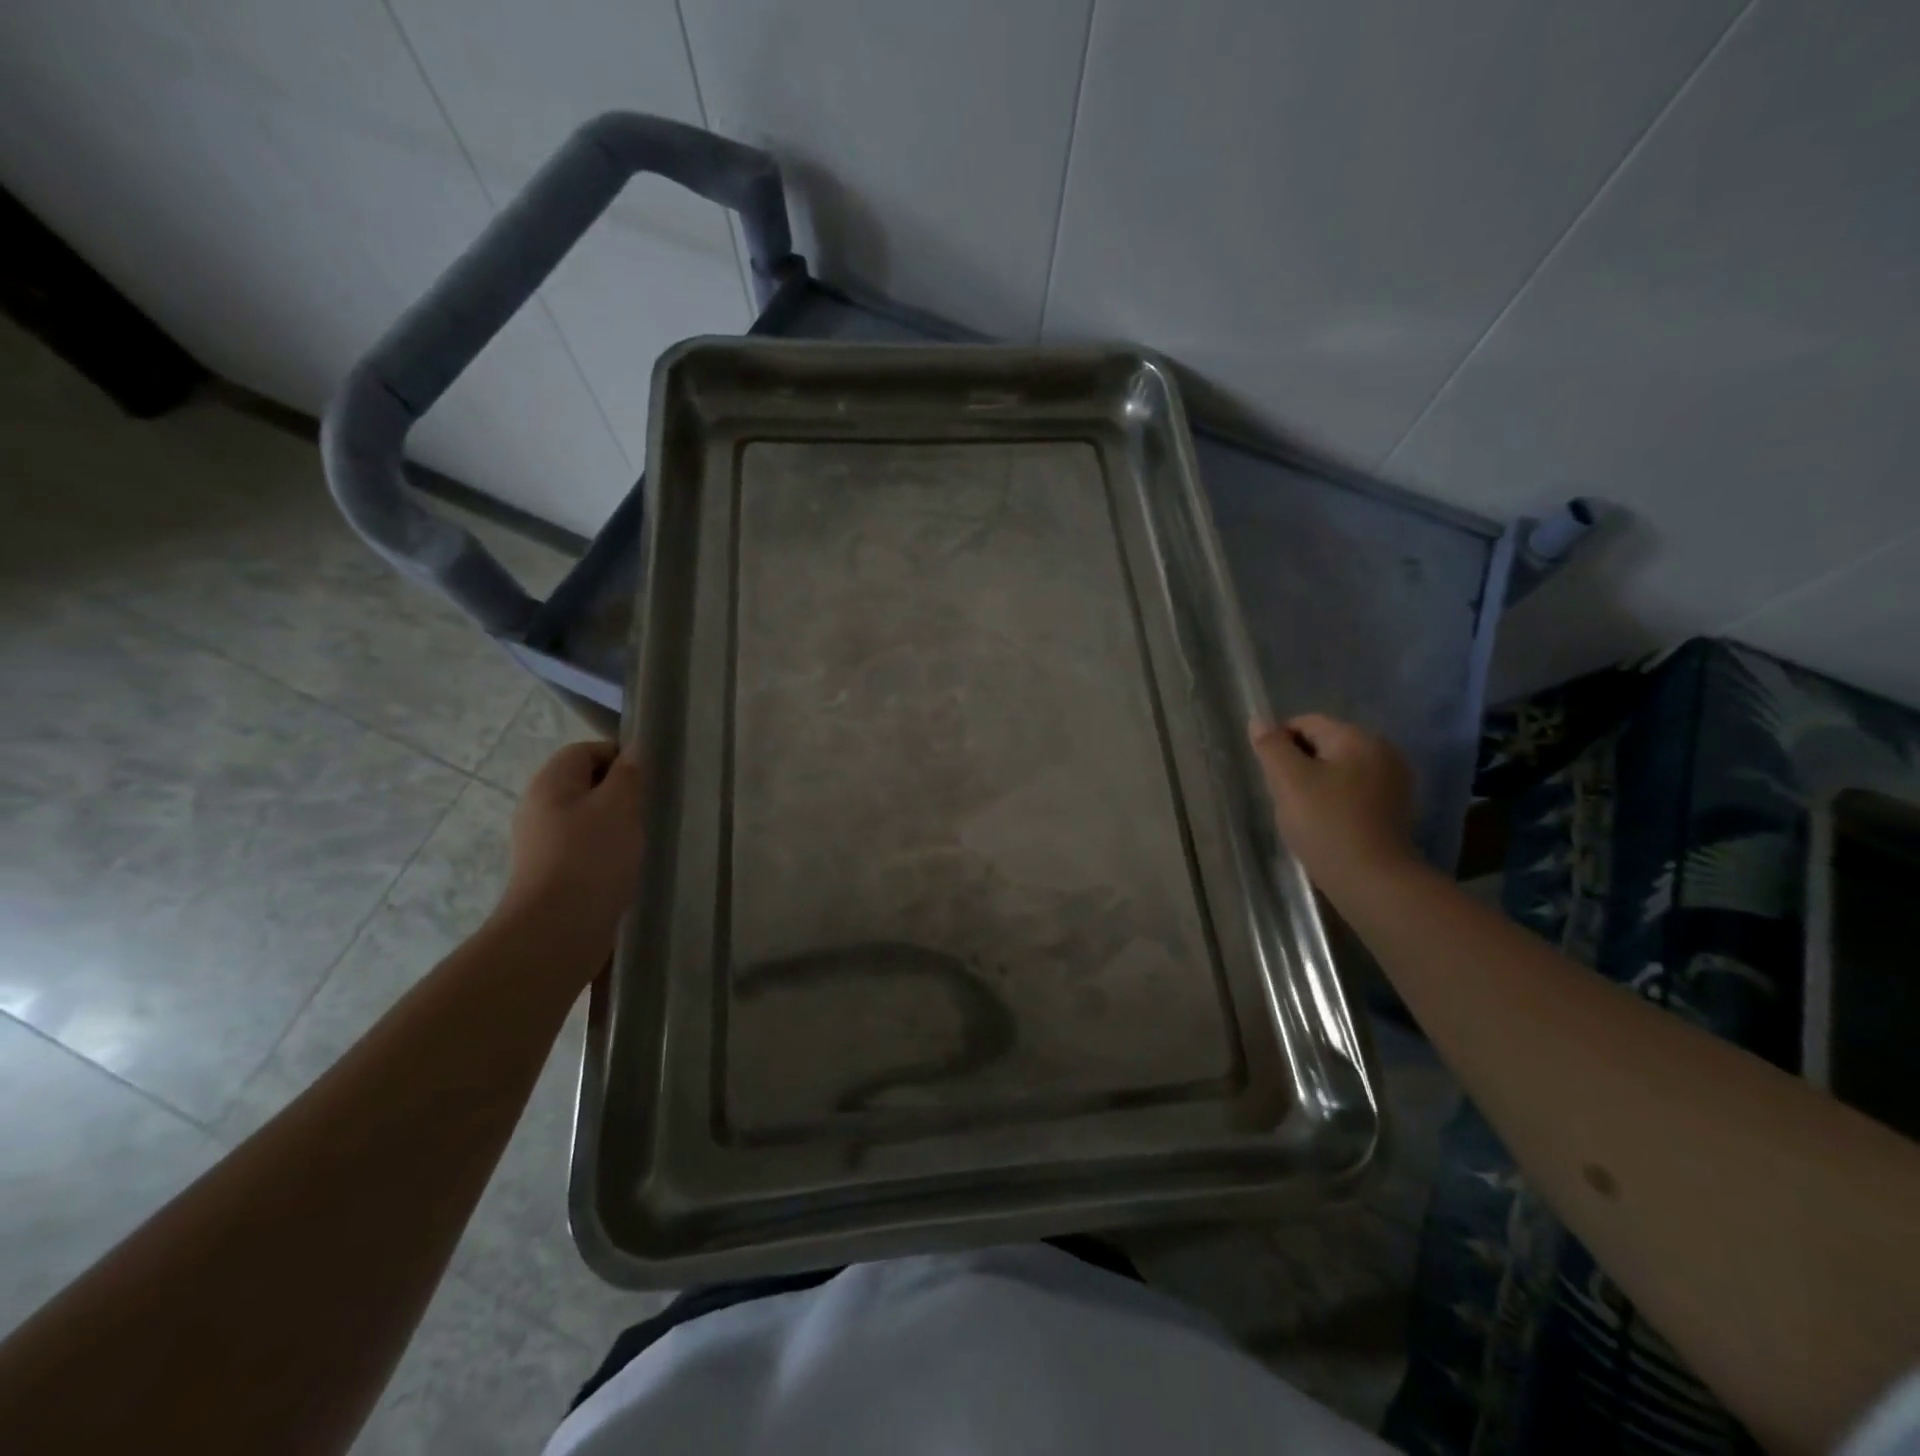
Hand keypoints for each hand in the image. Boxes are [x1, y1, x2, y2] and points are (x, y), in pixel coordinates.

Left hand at [497, 740, 645, 964]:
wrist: (558, 929)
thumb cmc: (591, 857)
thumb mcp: (620, 806)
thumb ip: (629, 774)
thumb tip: (635, 749)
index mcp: (551, 783)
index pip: (586, 751)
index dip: (619, 757)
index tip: (648, 778)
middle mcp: (540, 807)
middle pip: (585, 784)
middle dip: (620, 792)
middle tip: (648, 808)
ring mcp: (542, 841)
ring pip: (587, 817)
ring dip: (616, 823)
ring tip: (641, 838)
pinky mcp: (552, 871)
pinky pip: (584, 846)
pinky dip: (606, 849)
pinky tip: (625, 864)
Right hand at [1249, 714, 1418, 903]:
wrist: (1372, 880)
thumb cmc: (1326, 824)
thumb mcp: (1288, 780)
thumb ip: (1271, 746)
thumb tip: (1259, 721)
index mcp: (1358, 738)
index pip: (1306, 723)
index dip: (1279, 743)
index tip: (1270, 775)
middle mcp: (1382, 751)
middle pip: (1324, 744)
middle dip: (1298, 764)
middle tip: (1284, 796)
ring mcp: (1394, 780)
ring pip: (1338, 769)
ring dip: (1315, 783)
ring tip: (1303, 813)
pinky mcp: (1395, 807)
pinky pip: (1354, 790)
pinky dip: (1335, 800)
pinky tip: (1325, 823)